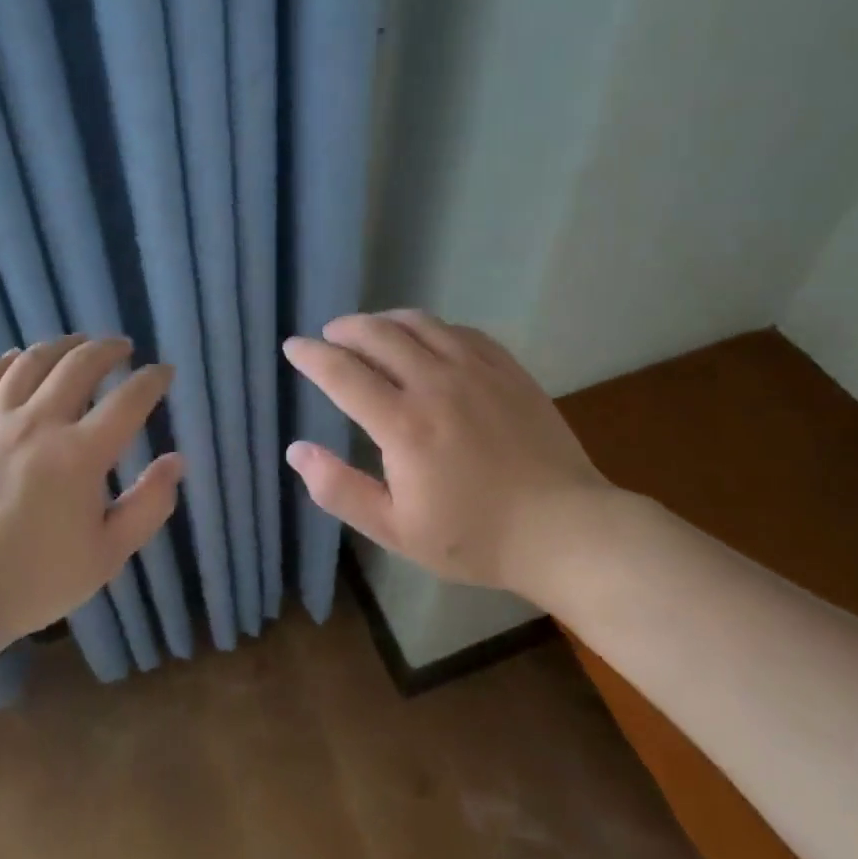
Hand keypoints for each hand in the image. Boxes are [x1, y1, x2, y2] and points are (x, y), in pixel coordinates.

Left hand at [0, 334, 182, 656]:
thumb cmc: (36, 580)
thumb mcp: (107, 555)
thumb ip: (149, 505)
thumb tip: (177, 461)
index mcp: (79, 456)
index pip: (129, 400)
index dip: (152, 380)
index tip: (163, 372)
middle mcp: (37, 425)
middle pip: (79, 366)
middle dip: (108, 350)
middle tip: (122, 348)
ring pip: (30, 363)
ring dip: (60, 346)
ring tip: (77, 344)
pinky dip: (5, 362)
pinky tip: (18, 359)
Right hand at [282, 310, 617, 593]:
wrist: (564, 530)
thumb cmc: (474, 537)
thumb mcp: (395, 529)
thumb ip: (339, 489)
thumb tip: (296, 450)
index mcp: (403, 425)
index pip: (342, 372)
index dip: (311, 356)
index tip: (293, 347)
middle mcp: (436, 384)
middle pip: (378, 334)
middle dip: (344, 329)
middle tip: (329, 336)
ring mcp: (477, 370)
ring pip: (419, 323)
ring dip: (384, 320)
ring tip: (370, 331)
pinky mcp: (507, 369)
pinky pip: (459, 330)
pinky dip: (430, 328)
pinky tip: (426, 340)